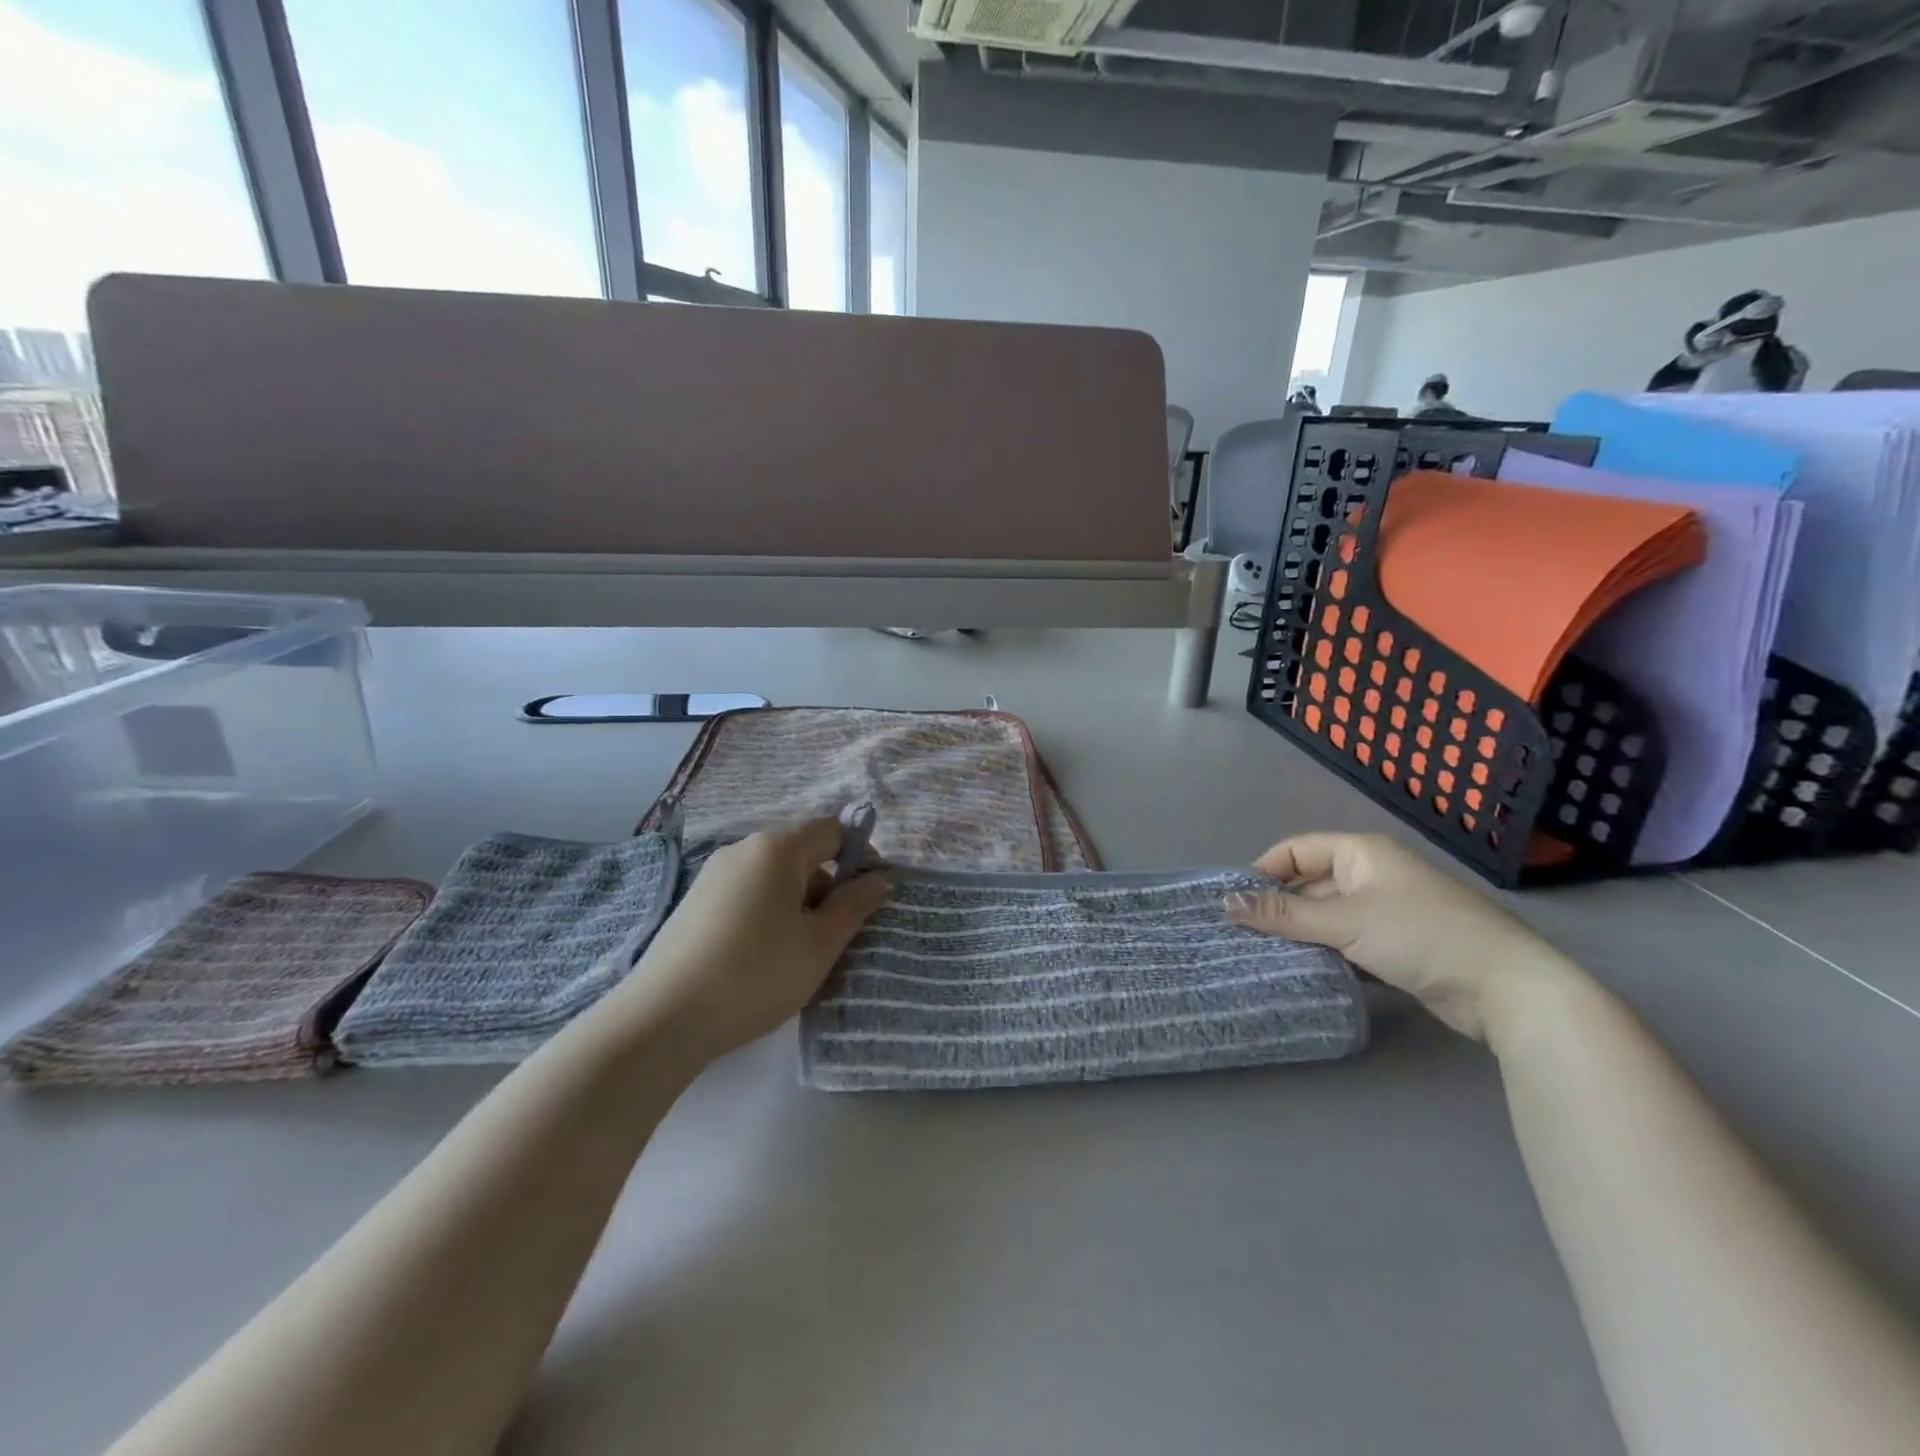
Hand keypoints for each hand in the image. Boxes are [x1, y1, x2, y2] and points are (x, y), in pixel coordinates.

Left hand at [605, 820, 888, 1064]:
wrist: (664, 1017)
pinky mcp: (694, 900)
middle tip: (833, 936)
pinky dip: (766, 912)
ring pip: (773, 876)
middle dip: (827, 886)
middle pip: (802, 853)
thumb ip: (855, 905)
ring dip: (797, 903)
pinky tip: (760, 957)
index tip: (868, 899)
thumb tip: (881, 878)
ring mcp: (713, 873)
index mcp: (777, 848)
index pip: (832, 831)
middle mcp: (743, 848)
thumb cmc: (757, 974)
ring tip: (796, 953)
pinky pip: (747, 893)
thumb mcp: (820, 944)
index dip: (859, 858)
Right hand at [1226, 832, 1586, 1043]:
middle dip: (1279, 910)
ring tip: (1264, 958)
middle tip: (1242, 937)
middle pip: (1310, 885)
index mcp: (1361, 853)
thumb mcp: (1344, 922)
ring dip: (1302, 936)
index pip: (1296, 850)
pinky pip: (1348, 943)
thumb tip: (1225, 904)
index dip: (1263, 872)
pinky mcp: (1398, 947)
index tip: (1234, 903)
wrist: (1506, 987)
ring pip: (1328, 918)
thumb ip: (1283, 916)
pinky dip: (1327, 955)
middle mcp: (1372, 875)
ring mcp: (1388, 912)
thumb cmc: (1420, 935)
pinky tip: (1304, 974)